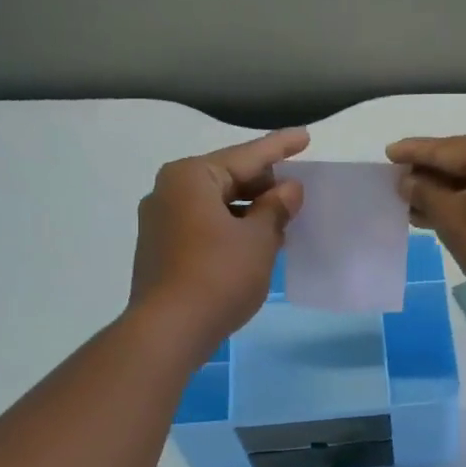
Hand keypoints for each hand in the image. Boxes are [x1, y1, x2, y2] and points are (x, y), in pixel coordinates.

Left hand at [130, 128, 307, 351]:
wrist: (170, 329)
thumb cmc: (219, 275)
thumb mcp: (258, 239)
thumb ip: (276, 208)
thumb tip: (289, 188)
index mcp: (191, 177)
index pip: (246, 156)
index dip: (280, 147)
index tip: (305, 137)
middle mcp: (169, 192)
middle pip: (227, 179)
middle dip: (264, 187)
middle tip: (297, 194)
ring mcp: (161, 223)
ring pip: (216, 207)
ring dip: (250, 213)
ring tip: (283, 223)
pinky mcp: (161, 252)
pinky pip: (205, 229)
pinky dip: (232, 231)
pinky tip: (255, 246)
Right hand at [386, 134, 465, 305]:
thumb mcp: (454, 220)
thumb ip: (426, 194)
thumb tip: (408, 181)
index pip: (449, 148)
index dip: (415, 153)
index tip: (389, 153)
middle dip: (432, 177)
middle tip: (399, 183)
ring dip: (450, 194)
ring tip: (415, 205)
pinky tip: (446, 214)